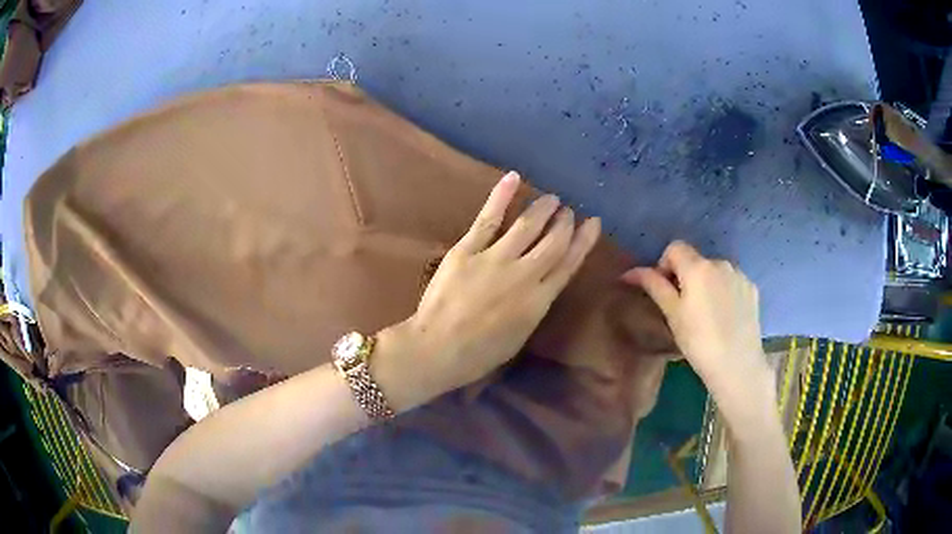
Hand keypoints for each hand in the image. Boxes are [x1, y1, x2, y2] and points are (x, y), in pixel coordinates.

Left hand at [393, 171, 600, 394]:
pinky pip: (488, 219)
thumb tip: (541, 288)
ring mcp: (496, 259)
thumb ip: (533, 308)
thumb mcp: (517, 337)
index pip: (569, 264)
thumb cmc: (478, 354)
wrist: (437, 349)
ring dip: (543, 209)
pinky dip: (502, 196)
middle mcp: (524, 275)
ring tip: (552, 198)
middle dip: (564, 223)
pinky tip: (514, 178)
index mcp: (539, 301)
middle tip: (568, 210)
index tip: (593, 224)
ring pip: (527, 225)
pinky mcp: (468, 250)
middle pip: (553, 241)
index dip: (583, 242)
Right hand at [620, 241, 771, 410]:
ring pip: (715, 271)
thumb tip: (629, 272)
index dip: (665, 265)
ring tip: (707, 315)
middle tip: (685, 308)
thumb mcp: (672, 314)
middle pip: (696, 260)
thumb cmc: (698, 341)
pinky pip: (732, 282)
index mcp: (698, 267)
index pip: (675, 247)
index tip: (666, 291)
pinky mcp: (752, 289)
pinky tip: (725, 317)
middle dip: (687, 277)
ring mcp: (739, 275)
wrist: (737, 365)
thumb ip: (653, 286)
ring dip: (707, 284)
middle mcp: (720, 262)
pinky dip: (724, 292)